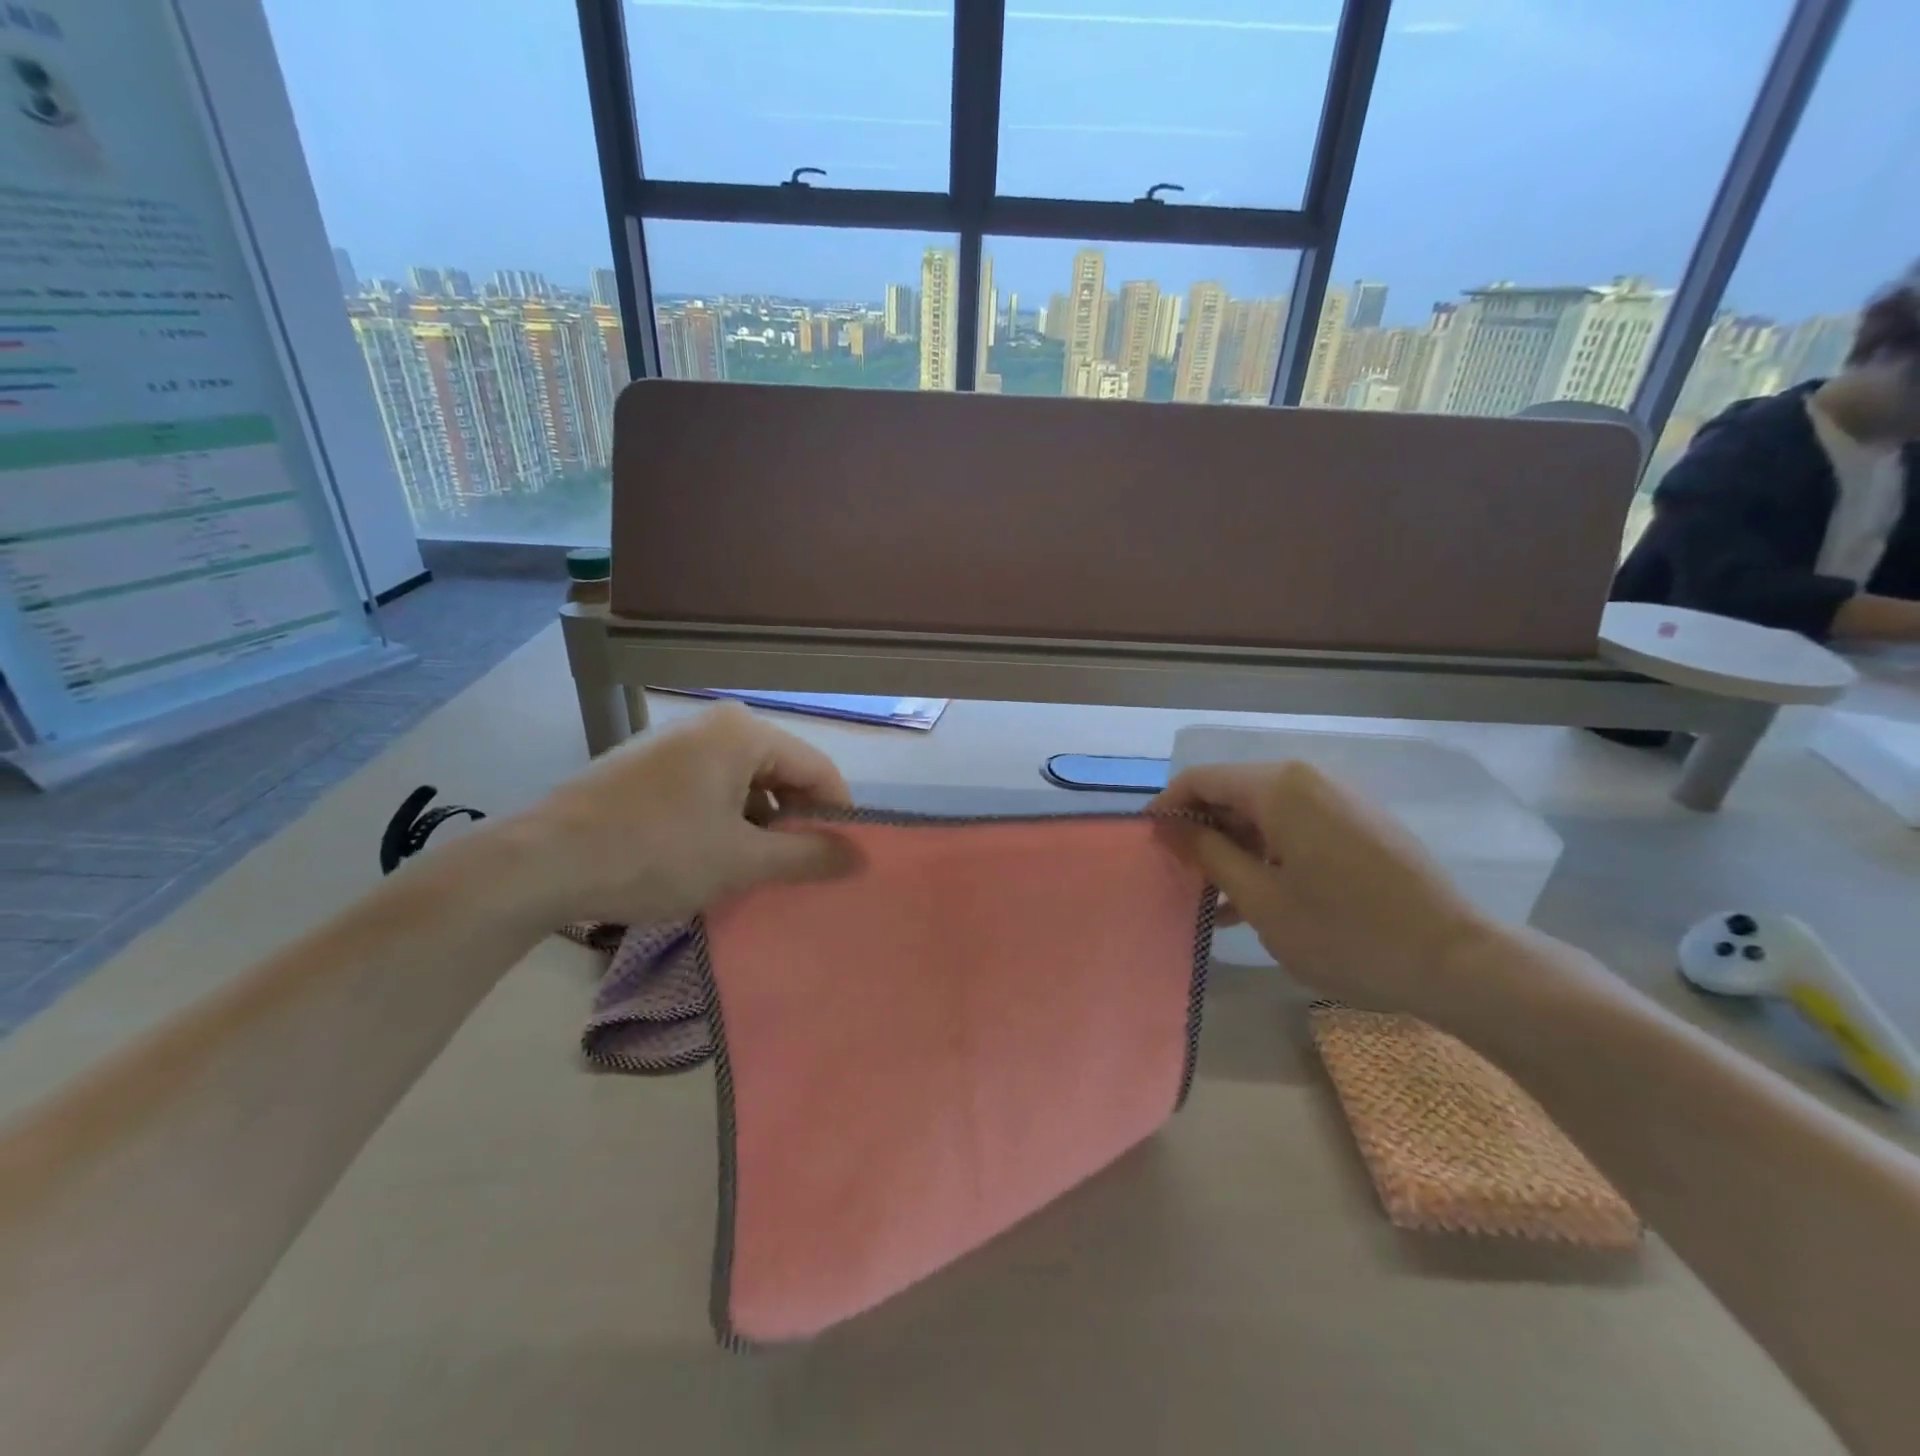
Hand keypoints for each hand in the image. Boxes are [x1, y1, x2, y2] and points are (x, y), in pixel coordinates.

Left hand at [500, 702, 857, 926]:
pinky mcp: (646, 765)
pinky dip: (722, 821)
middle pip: (781, 773)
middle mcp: (712, 724)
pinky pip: (707, 788)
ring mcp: (674, 742)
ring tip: (752, 871)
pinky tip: (708, 858)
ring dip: (758, 826)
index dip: (837, 816)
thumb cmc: (655, 854)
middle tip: (795, 871)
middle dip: (794, 822)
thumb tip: (861, 856)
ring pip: (743, 783)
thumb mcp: (743, 861)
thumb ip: (810, 856)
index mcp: (743, 732)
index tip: (840, 860)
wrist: (540, 863)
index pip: (818, 770)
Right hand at [1149, 761, 1493, 1026]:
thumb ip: (1207, 853)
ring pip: (1264, 814)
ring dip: (1234, 850)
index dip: (1168, 807)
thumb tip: (1167, 823)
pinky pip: (1295, 829)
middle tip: (1180, 879)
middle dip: (1202, 833)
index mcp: (1280, 786)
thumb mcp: (1261, 898)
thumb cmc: (1345, 932)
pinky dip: (1268, 856)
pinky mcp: (1359, 825)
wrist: (1457, 961)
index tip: (1148, 845)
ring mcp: (1338, 801)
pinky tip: (1255, 901)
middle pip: (1233, 793)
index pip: (1202, 778)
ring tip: (1212, 901)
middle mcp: (1308, 780)